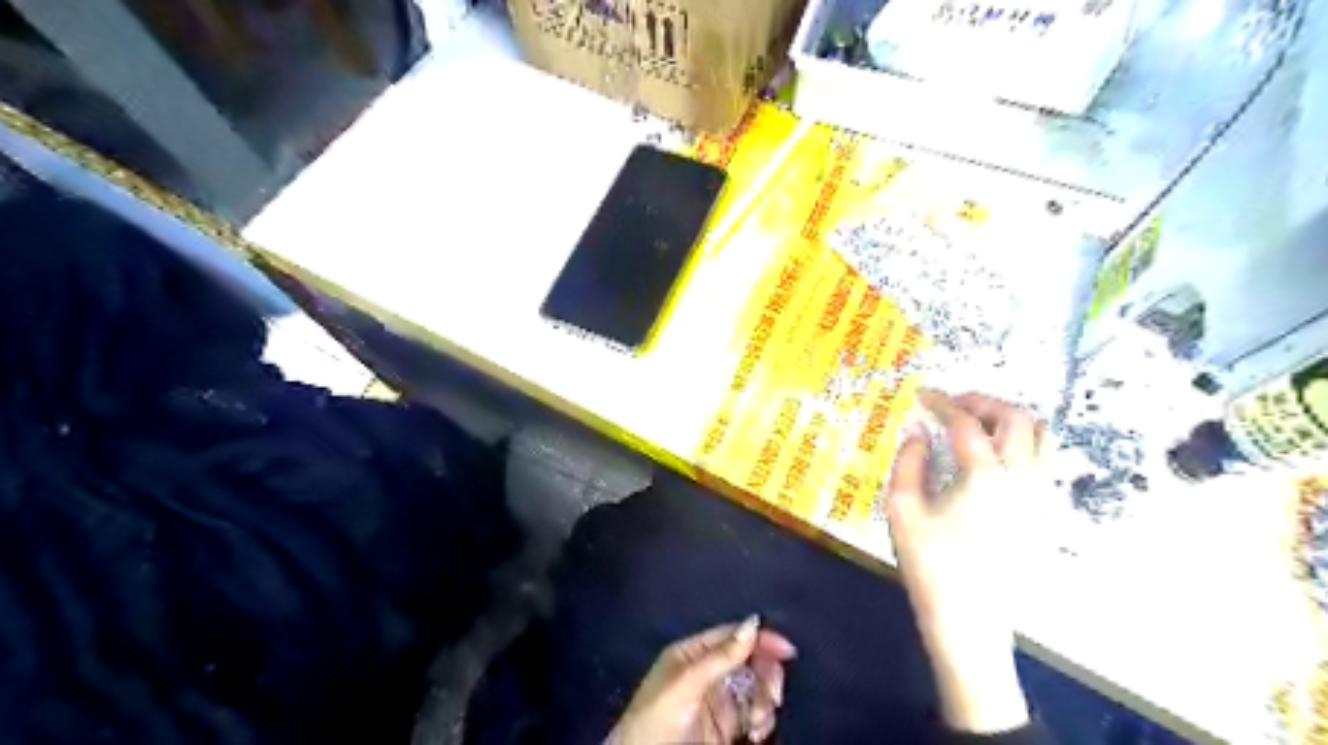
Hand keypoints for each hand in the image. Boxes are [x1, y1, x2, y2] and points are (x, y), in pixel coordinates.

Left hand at [607, 617, 793, 744]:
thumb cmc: (656, 720)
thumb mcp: (686, 684)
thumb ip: (720, 656)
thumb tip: (754, 622)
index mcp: (691, 654)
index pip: (731, 637)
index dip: (759, 639)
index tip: (787, 650)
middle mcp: (706, 673)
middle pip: (748, 662)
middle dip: (765, 675)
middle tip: (772, 695)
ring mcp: (716, 702)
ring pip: (754, 690)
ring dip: (765, 702)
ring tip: (758, 721)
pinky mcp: (724, 728)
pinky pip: (753, 715)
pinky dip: (762, 721)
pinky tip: (757, 732)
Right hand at [884, 389, 1042, 731]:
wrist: (970, 620)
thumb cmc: (931, 564)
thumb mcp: (902, 509)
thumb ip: (908, 461)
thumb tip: (917, 432)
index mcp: (985, 475)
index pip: (965, 423)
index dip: (942, 403)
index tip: (923, 395)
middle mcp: (1022, 477)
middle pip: (1017, 419)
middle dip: (984, 403)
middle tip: (954, 405)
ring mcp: (1039, 495)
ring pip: (1041, 437)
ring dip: (1009, 420)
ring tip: (976, 424)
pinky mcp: (1043, 512)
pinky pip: (1043, 461)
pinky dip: (1022, 443)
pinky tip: (993, 456)